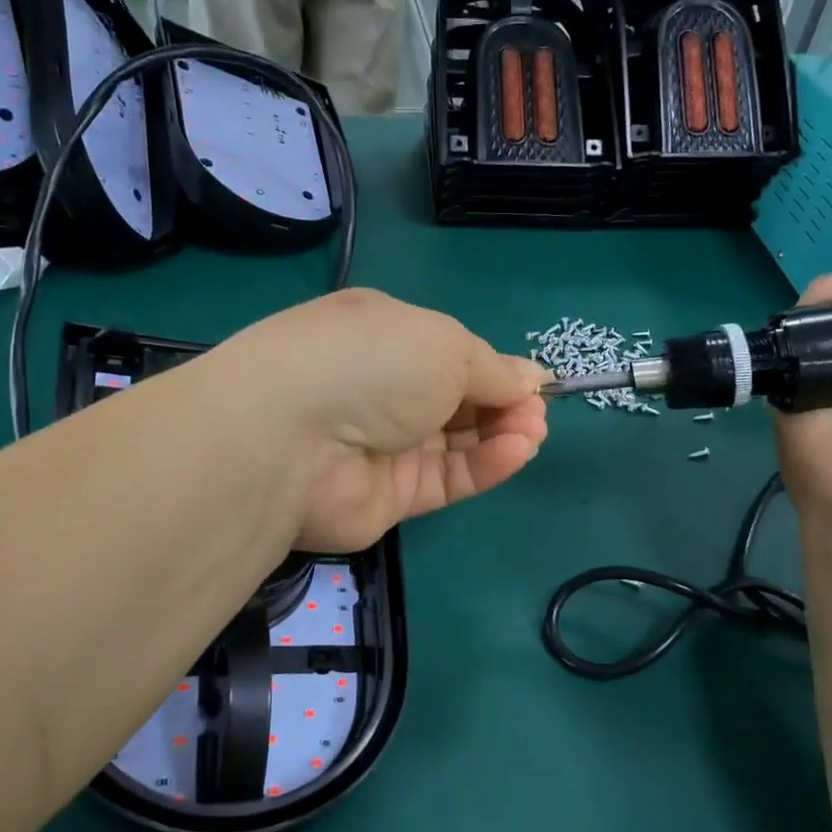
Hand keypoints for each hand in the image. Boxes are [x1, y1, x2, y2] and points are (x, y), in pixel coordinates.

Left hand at [204, 289, 547, 551]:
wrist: (293, 436)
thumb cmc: (374, 362)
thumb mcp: (446, 344)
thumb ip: (492, 368)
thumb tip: (531, 377)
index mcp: (384, 334)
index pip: (450, 353)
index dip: (497, 367)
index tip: (538, 382)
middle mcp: (381, 388)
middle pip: (456, 399)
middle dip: (504, 403)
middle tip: (537, 412)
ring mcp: (382, 445)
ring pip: (455, 443)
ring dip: (501, 435)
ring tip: (533, 432)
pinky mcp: (388, 497)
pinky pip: (446, 479)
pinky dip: (484, 465)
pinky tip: (517, 452)